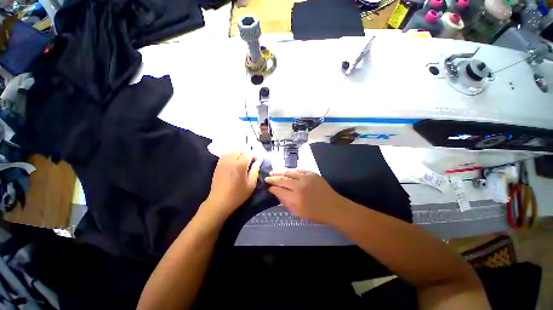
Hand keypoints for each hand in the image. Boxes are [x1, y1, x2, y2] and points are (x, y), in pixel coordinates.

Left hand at [201, 153, 261, 221]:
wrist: (219, 201)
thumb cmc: (238, 194)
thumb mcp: (251, 184)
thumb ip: (255, 170)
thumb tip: (259, 160)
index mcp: (240, 165)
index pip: (249, 153)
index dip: (254, 155)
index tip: (257, 160)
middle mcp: (231, 160)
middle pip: (241, 149)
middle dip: (248, 152)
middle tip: (252, 160)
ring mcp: (223, 161)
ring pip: (233, 150)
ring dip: (240, 152)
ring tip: (244, 159)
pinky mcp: (218, 164)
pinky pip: (226, 154)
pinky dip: (232, 154)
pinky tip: (235, 160)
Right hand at [265, 170, 344, 223]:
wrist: (333, 207)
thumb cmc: (315, 213)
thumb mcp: (298, 213)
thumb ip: (286, 202)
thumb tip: (277, 193)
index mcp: (295, 198)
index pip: (279, 190)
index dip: (272, 188)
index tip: (268, 188)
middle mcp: (299, 186)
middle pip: (282, 180)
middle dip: (272, 179)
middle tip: (267, 178)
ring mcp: (306, 178)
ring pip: (289, 172)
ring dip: (279, 172)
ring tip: (273, 172)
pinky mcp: (312, 173)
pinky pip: (299, 170)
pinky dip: (291, 170)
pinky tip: (286, 171)